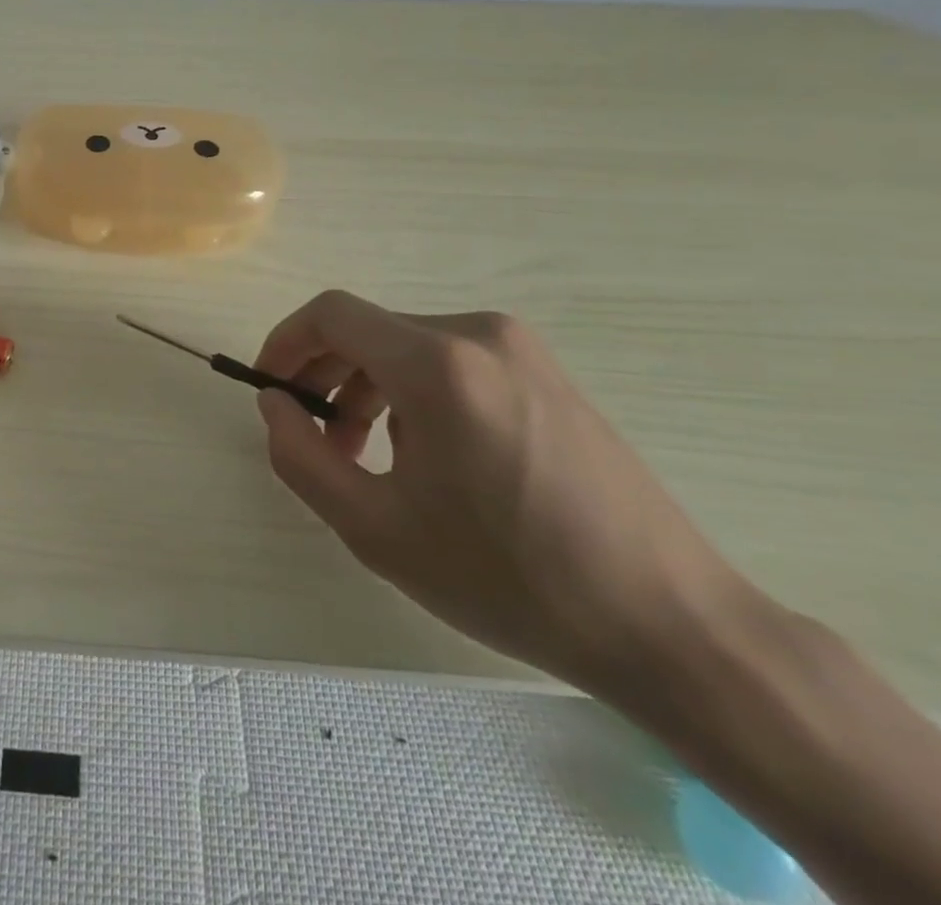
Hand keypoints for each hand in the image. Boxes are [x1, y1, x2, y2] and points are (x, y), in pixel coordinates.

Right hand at [254, 291, 751, 692]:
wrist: (670, 625)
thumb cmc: (510, 578)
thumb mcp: (376, 529)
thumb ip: (300, 457)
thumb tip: (275, 403)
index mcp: (438, 365)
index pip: (332, 315)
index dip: (285, 343)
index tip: (270, 391)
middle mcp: (479, 335)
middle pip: (369, 331)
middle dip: (325, 376)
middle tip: (315, 440)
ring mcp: (521, 350)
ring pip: (407, 347)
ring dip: (368, 389)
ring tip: (368, 458)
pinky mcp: (546, 373)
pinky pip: (451, 361)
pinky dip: (413, 393)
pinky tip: (428, 458)